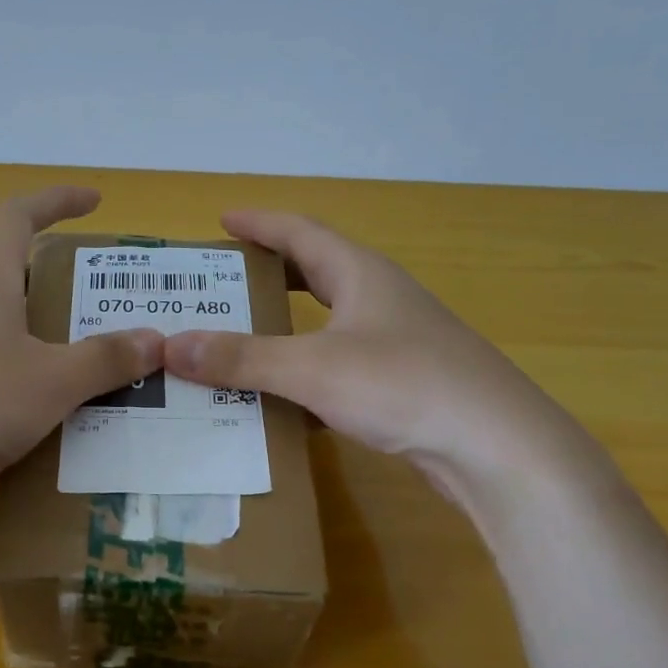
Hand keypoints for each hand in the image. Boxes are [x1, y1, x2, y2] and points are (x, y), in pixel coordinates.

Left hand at [0, 188, 161, 530]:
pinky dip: (10, 392)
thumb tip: (156, 340)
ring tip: (81, 384)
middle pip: (8, 282)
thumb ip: (105, 360)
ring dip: (36, 350)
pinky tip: (31, 433)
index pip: (17, 216)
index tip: (94, 202)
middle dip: (57, 294)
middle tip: (102, 320)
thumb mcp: (51, 383)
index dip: (57, 200)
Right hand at [162, 211, 607, 507]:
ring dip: (287, 325)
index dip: (260, 224)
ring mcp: (397, 342)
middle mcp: (381, 299)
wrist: (496, 447)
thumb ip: (242, 358)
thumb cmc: (404, 386)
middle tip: (225, 282)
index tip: (222, 220)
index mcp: (362, 275)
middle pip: (317, 272)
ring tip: (243, 337)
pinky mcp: (404, 384)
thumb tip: (171, 346)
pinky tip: (284, 397)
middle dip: (271, 272)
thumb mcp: (313, 368)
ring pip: (330, 322)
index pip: (302, 233)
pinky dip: (307, 371)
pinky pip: (340, 365)